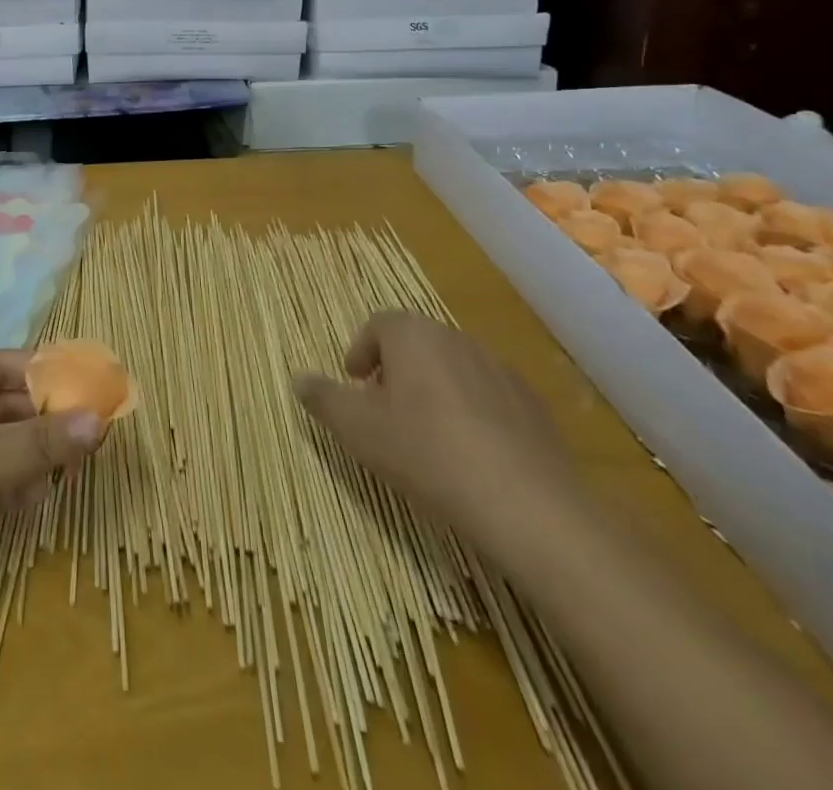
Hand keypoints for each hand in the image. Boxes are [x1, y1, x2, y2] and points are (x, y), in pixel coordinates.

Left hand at [0, 351, 104, 626]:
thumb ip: (45, 440)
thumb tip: (100, 420)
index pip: (4, 364)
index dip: (45, 373)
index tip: (88, 386)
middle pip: (4, 404)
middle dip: (44, 419)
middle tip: (90, 434)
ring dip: (32, 453)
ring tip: (70, 469)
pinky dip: (13, 482)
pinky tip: (36, 498)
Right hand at [292, 314, 580, 556]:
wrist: (527, 506)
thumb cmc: (426, 453)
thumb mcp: (357, 429)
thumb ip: (324, 398)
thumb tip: (298, 377)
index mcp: (412, 335)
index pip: (377, 325)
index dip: (360, 351)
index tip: (354, 384)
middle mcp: (456, 339)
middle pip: (416, 345)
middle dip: (395, 372)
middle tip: (383, 412)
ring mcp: (501, 371)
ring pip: (453, 370)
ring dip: (433, 392)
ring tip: (425, 438)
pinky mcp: (533, 407)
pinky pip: (488, 398)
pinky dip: (471, 415)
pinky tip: (469, 457)